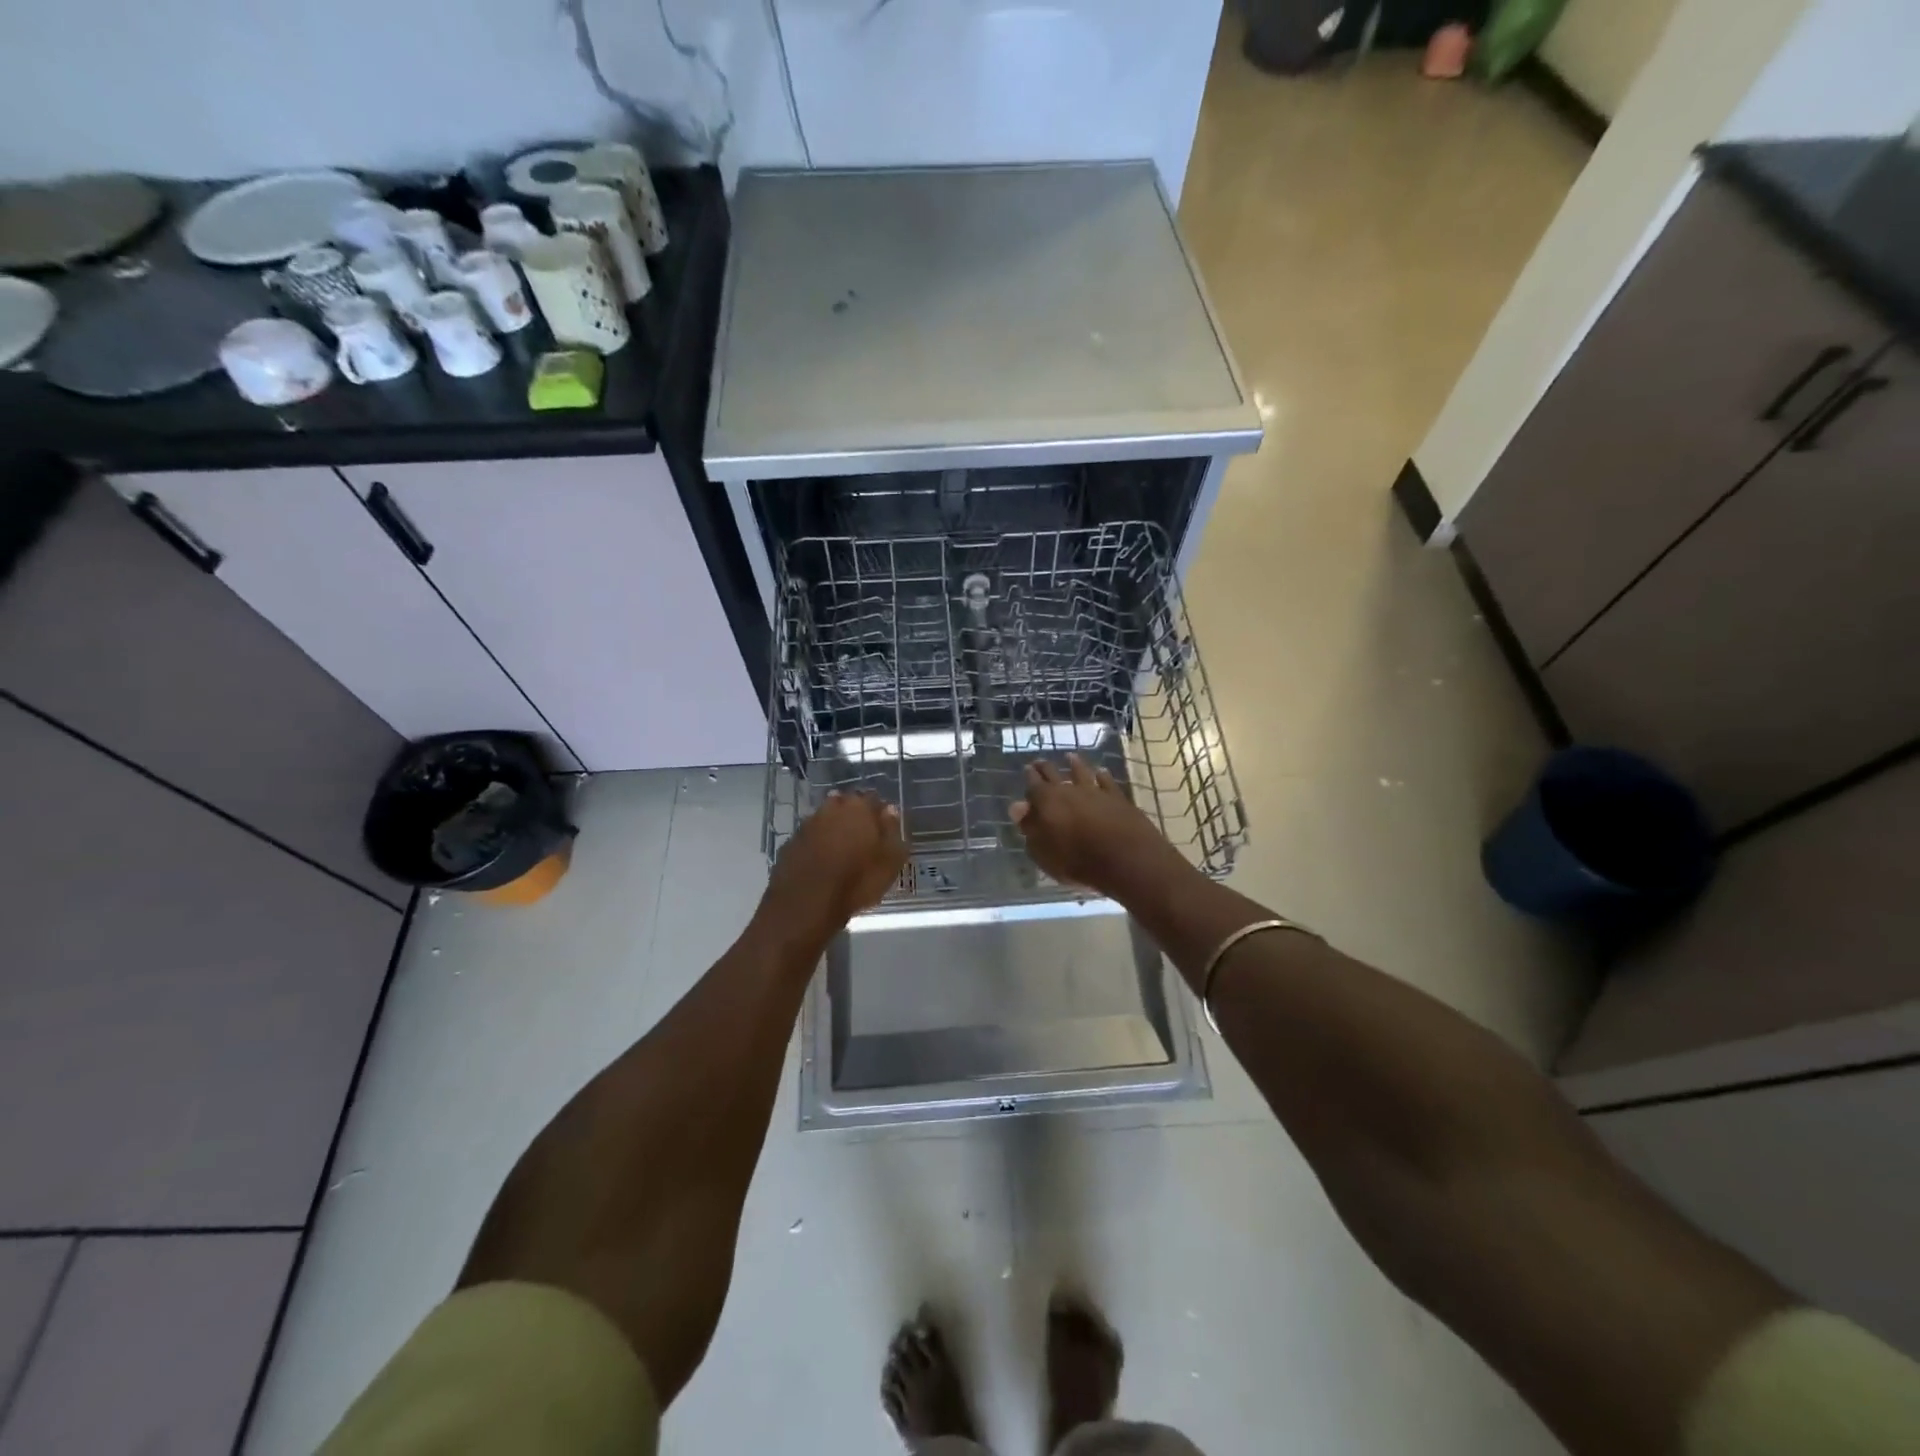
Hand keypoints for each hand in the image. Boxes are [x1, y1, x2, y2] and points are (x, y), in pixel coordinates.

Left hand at [764, 791, 907, 937]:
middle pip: (845, 805)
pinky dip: (816, 845)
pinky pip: (809, 838)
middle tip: (862, 838)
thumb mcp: (890, 861)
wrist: (805, 905)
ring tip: (841, 851)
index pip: (873, 799)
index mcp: (859, 808)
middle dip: (853, 816)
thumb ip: (892, 831)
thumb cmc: (857, 883)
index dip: (878, 812)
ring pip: (825, 819)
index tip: (883, 827)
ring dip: (833, 829)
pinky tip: (820, 862)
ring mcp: (807, 825)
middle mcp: (831, 809)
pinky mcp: (790, 844)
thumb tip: (890, 810)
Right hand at [1009, 754, 1178, 897]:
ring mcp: (1095, 791)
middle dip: (1045, 767)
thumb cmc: (1077, 860)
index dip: (1029, 777)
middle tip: (1040, 762)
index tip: (1027, 770)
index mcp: (1046, 801)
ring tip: (1070, 757)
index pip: (1033, 784)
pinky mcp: (1117, 797)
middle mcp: (1069, 790)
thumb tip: (1017, 806)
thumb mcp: (1043, 851)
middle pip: (1054, 773)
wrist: (1125, 858)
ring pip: (1082, 772)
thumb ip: (1029, 827)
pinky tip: (1101, 772)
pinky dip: (1102, 775)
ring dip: (1075, 764)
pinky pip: (1107, 781)